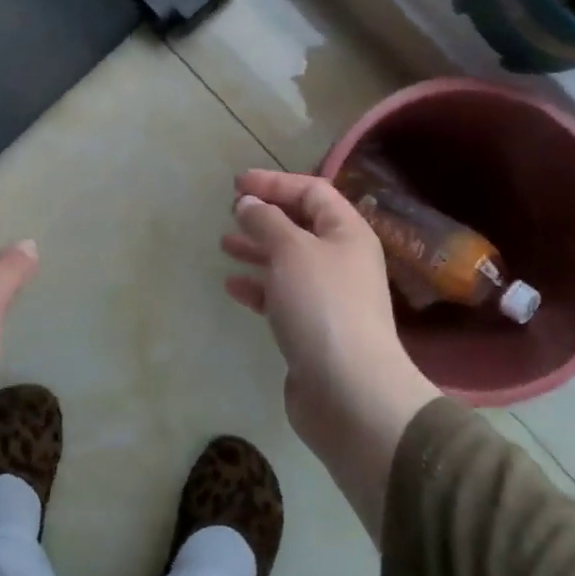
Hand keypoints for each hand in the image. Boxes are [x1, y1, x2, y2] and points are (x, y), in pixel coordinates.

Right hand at [223, 170, 439, 541]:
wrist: (350, 392)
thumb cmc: (323, 307)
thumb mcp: (291, 251)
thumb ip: (266, 221)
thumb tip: (248, 203)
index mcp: (347, 233)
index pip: (313, 192)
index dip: (275, 183)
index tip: (237, 184)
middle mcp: (343, 260)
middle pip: (301, 226)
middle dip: (265, 216)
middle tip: (231, 213)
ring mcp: (329, 297)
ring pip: (289, 261)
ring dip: (258, 250)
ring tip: (224, 245)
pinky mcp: (313, 329)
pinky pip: (282, 296)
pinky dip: (259, 287)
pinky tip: (233, 286)